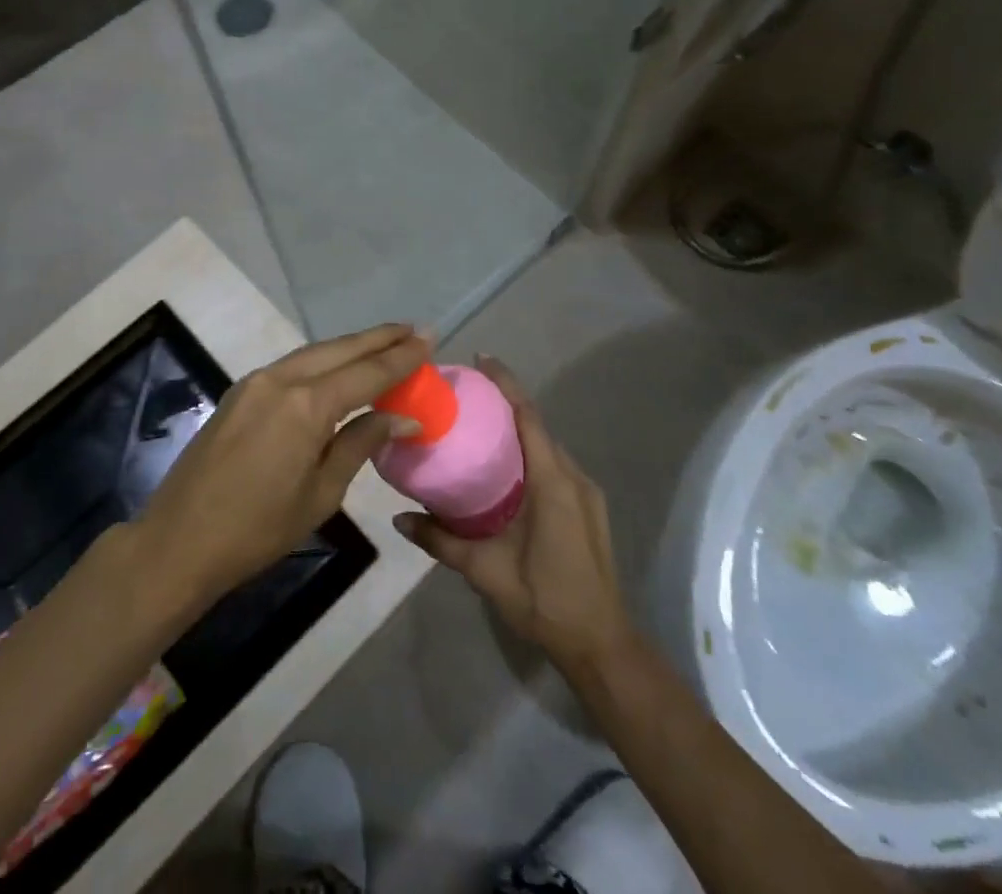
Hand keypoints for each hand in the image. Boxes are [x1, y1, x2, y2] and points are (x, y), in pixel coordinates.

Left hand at [138, 324, 425, 610]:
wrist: (180, 540)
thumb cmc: (258, 530)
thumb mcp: (321, 494)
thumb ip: (360, 444)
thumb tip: (401, 416)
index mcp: (305, 405)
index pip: (366, 372)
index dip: (401, 356)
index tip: (430, 338)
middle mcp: (280, 379)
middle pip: (339, 349)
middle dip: (378, 338)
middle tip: (414, 330)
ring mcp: (255, 382)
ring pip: (313, 353)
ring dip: (350, 347)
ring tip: (385, 343)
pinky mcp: (240, 392)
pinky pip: (292, 366)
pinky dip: (322, 361)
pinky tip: (339, 367)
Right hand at [395, 356, 631, 674]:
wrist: (602, 644)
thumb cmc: (545, 600)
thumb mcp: (486, 571)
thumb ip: (441, 541)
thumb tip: (399, 517)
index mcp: (552, 482)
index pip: (528, 417)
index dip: (506, 383)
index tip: (481, 358)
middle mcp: (573, 477)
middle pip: (537, 425)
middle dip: (505, 403)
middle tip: (466, 395)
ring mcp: (586, 492)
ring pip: (547, 446)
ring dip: (518, 429)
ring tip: (479, 425)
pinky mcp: (588, 507)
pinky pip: (555, 464)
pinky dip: (530, 451)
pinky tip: (504, 467)